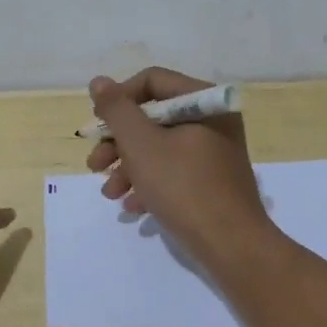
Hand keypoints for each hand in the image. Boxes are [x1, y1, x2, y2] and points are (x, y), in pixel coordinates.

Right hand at [87, 67, 272, 262]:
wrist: (232, 246)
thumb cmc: (184, 187)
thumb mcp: (141, 145)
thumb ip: (117, 110)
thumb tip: (99, 82)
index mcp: (203, 101)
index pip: (152, 81)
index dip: (119, 100)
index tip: (97, 126)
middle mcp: (213, 120)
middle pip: (153, 117)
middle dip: (119, 142)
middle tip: (94, 164)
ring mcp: (215, 152)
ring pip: (160, 148)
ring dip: (128, 167)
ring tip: (110, 193)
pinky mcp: (213, 181)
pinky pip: (175, 172)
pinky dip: (150, 184)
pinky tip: (133, 207)